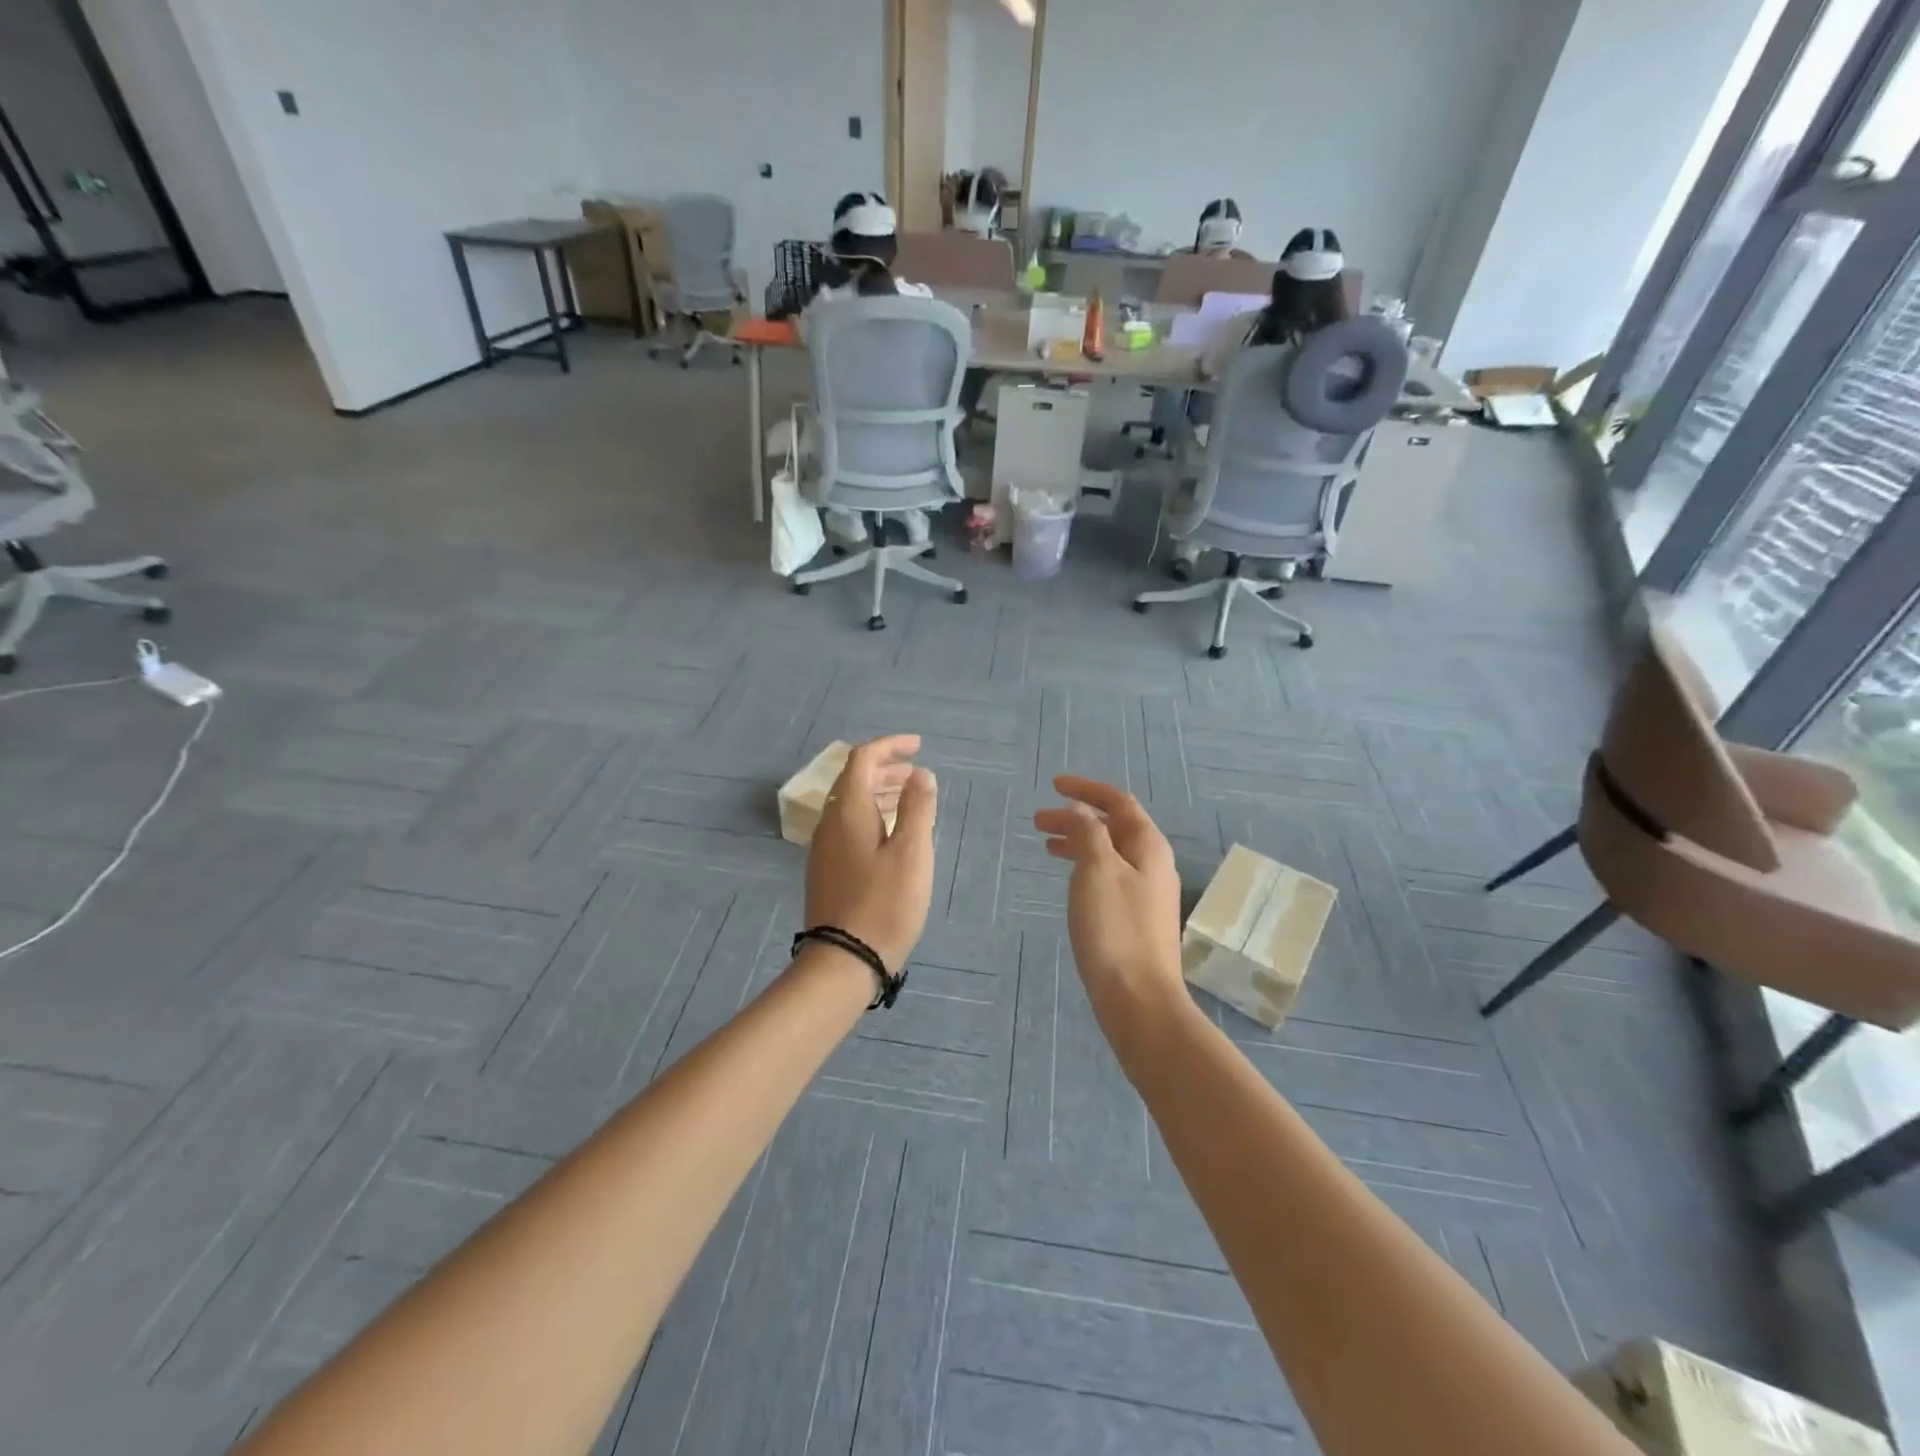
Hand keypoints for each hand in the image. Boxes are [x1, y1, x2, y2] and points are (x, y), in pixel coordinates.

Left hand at [804, 735, 937, 972]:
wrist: (843, 961)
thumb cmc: (884, 904)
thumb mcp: (911, 852)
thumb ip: (917, 807)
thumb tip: (920, 775)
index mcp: (847, 811)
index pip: (863, 759)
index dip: (890, 746)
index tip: (918, 746)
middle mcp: (829, 823)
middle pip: (853, 780)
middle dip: (885, 769)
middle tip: (916, 773)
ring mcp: (824, 849)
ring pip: (850, 805)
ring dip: (878, 793)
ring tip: (909, 800)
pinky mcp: (826, 871)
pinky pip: (848, 827)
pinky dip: (871, 816)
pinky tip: (890, 835)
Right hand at [1033, 776, 1185, 1026]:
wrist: (1139, 1000)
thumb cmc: (1115, 929)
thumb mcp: (1096, 870)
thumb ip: (1087, 832)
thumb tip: (1078, 809)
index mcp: (1148, 846)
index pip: (1118, 802)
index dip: (1086, 789)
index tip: (1053, 785)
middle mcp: (1152, 864)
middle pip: (1114, 827)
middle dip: (1076, 817)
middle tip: (1038, 821)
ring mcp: (1147, 893)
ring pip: (1109, 853)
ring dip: (1078, 842)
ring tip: (1046, 845)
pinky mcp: (1136, 918)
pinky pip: (1108, 876)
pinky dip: (1085, 867)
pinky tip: (1070, 881)